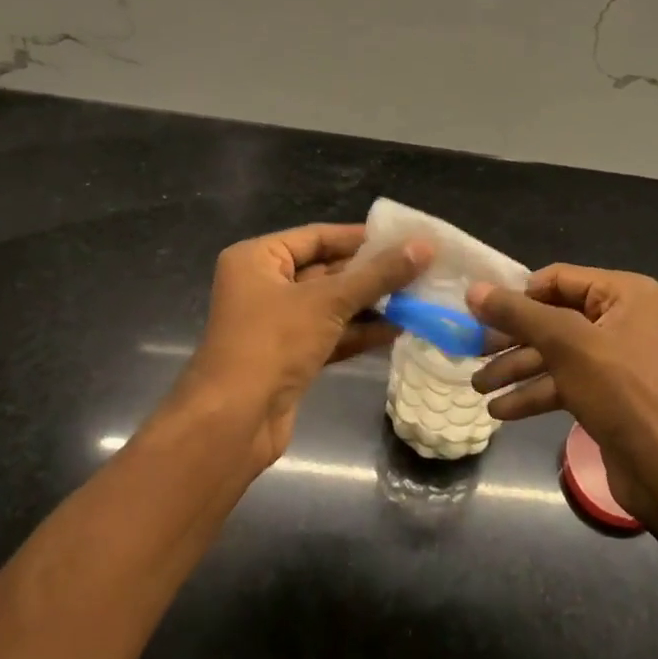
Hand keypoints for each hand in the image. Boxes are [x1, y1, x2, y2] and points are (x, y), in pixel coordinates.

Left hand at [182, 223, 430, 469]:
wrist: (233, 422)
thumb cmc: (272, 344)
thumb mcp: (328, 302)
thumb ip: (377, 275)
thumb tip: (424, 247)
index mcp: (258, 259)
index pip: (317, 237)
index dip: (360, 237)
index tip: (404, 238)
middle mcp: (263, 286)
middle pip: (326, 270)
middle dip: (370, 273)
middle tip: (418, 268)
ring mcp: (276, 324)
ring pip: (331, 305)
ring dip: (370, 304)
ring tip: (416, 297)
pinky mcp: (289, 357)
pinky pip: (330, 335)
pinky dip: (359, 332)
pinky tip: (398, 329)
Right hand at [467, 264, 657, 528]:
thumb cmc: (621, 392)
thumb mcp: (566, 344)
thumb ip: (518, 313)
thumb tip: (474, 289)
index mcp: (622, 293)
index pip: (556, 279)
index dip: (517, 295)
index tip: (480, 314)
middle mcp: (620, 318)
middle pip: (552, 318)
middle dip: (511, 338)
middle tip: (470, 351)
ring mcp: (614, 358)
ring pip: (554, 354)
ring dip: (515, 369)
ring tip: (477, 387)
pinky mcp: (606, 394)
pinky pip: (563, 382)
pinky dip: (533, 393)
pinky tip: (500, 410)